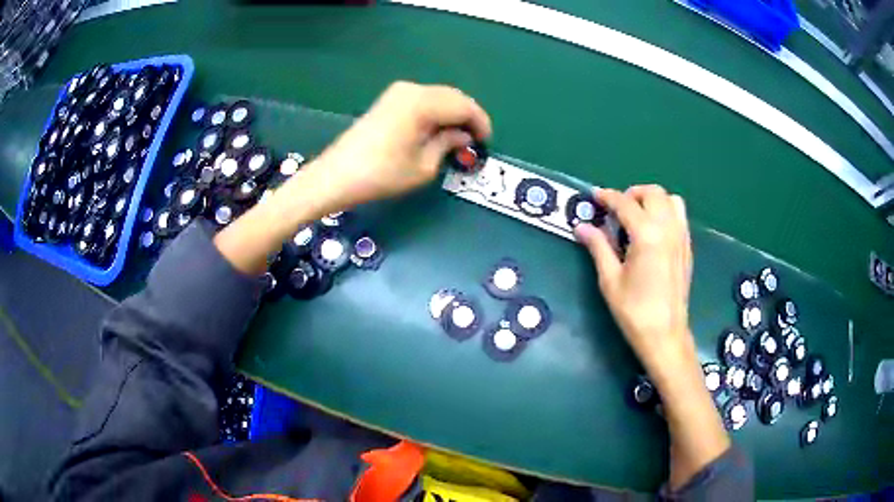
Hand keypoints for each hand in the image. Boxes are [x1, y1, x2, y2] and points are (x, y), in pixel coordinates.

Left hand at [305, 81, 491, 210]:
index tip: (486, 142)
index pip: (465, 106)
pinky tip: (436, 130)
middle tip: (474, 141)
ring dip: (452, 114)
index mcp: (424, 103)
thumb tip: (463, 136)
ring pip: (439, 96)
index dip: (480, 123)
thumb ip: (449, 144)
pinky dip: (436, 112)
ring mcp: (398, 92)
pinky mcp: (388, 100)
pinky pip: (423, 100)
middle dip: (468, 117)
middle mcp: (413, 90)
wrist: (337, 175)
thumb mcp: (424, 166)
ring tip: (457, 139)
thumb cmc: (382, 175)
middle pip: (453, 97)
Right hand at [574, 185, 693, 373]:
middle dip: (632, 193)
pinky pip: (680, 216)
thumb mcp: (610, 280)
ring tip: (638, 215)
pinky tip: (654, 231)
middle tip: (617, 209)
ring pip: (671, 200)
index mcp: (646, 234)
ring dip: (653, 200)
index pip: (625, 203)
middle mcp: (668, 228)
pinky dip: (666, 212)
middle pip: (653, 193)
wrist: (665, 334)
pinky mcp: (687, 248)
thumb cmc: (634, 311)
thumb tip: (581, 226)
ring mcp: (681, 237)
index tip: (595, 196)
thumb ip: (598, 247)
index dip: (607, 197)